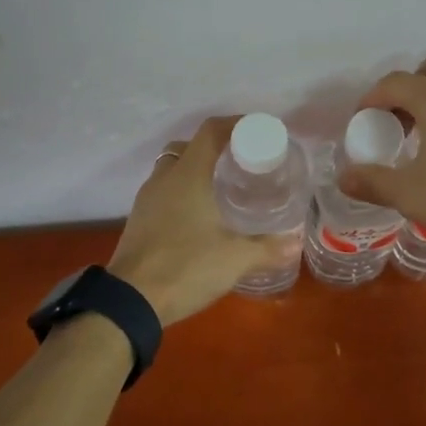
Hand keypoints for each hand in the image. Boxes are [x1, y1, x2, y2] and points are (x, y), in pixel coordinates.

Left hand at [109, 116, 299, 327]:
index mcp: (188, 174)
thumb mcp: (235, 258)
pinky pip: (163, 192)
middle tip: (240, 165)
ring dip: (195, 171)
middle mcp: (165, 178)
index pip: (211, 131)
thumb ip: (267, 249)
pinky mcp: (138, 219)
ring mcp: (147, 198)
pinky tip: (198, 217)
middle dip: (215, 149)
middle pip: (189, 147)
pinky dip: (181, 193)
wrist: (130, 300)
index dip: (236, 124)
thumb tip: (294, 244)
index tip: (258, 132)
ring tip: (221, 190)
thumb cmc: (186, 267)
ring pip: (172, 169)